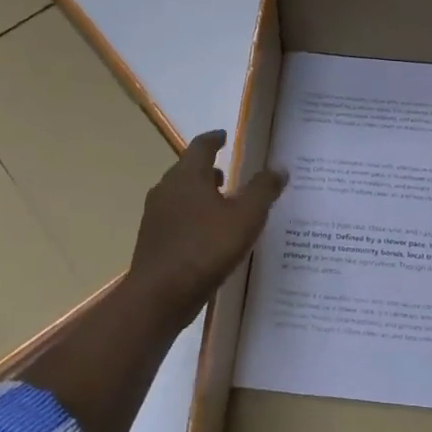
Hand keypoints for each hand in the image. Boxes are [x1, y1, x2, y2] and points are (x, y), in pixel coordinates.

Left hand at [127, 130, 285, 324]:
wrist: (160, 295)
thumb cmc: (205, 248)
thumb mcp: (245, 218)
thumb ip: (263, 190)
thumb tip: (279, 167)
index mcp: (187, 176)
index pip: (200, 146)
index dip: (214, 139)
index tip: (224, 136)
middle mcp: (166, 189)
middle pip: (187, 170)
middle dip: (208, 170)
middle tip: (228, 174)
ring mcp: (155, 215)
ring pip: (180, 195)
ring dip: (199, 194)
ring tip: (221, 205)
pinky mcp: (153, 240)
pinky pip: (176, 218)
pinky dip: (192, 216)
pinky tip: (207, 235)